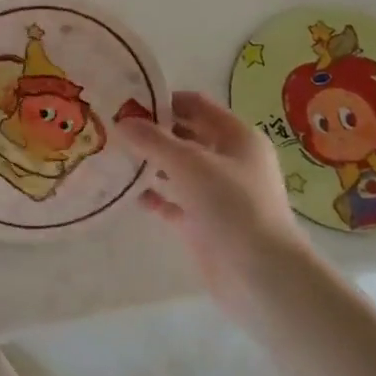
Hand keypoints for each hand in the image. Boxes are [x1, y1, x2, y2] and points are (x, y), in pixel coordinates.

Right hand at [117, 92, 311, 318]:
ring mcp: (218, 193)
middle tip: (113, 128)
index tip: (126, 101)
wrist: (262, 276)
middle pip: (185, 135)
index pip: (195, 104)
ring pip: (177, 168)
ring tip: (113, 157)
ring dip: (149, 163)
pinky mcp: (205, 222)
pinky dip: (153, 195)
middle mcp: (229, 160)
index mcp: (237, 136)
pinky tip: (126, 193)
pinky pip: (174, 201)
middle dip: (152, 132)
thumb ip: (152, 140)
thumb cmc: (232, 205)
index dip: (163, 100)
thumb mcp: (188, 163)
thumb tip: (122, 121)